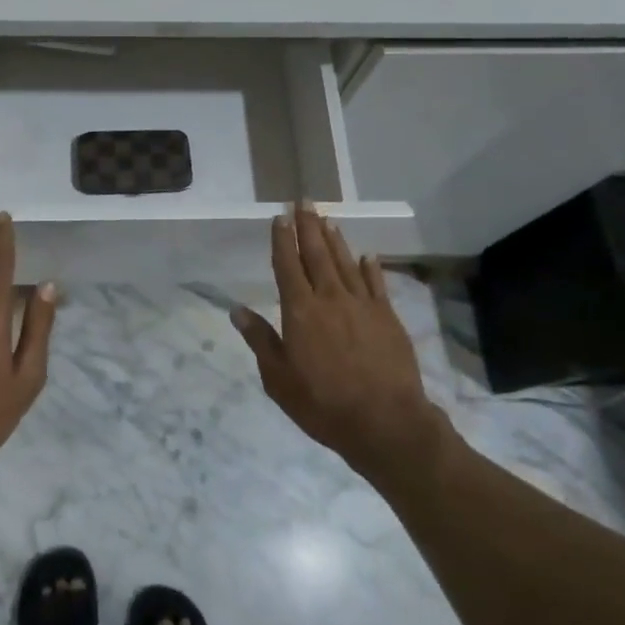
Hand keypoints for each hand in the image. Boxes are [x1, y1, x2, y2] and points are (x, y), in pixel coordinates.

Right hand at [230, 203, 453, 482]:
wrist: (385, 422)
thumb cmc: (323, 404)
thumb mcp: (279, 379)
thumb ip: (260, 340)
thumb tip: (237, 310)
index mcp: (299, 311)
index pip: (287, 265)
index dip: (282, 240)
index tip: (279, 217)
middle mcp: (329, 298)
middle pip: (317, 254)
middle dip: (308, 226)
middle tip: (304, 201)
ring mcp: (362, 305)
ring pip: (345, 263)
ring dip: (335, 239)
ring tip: (327, 219)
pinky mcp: (387, 318)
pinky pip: (376, 284)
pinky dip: (370, 267)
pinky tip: (367, 255)